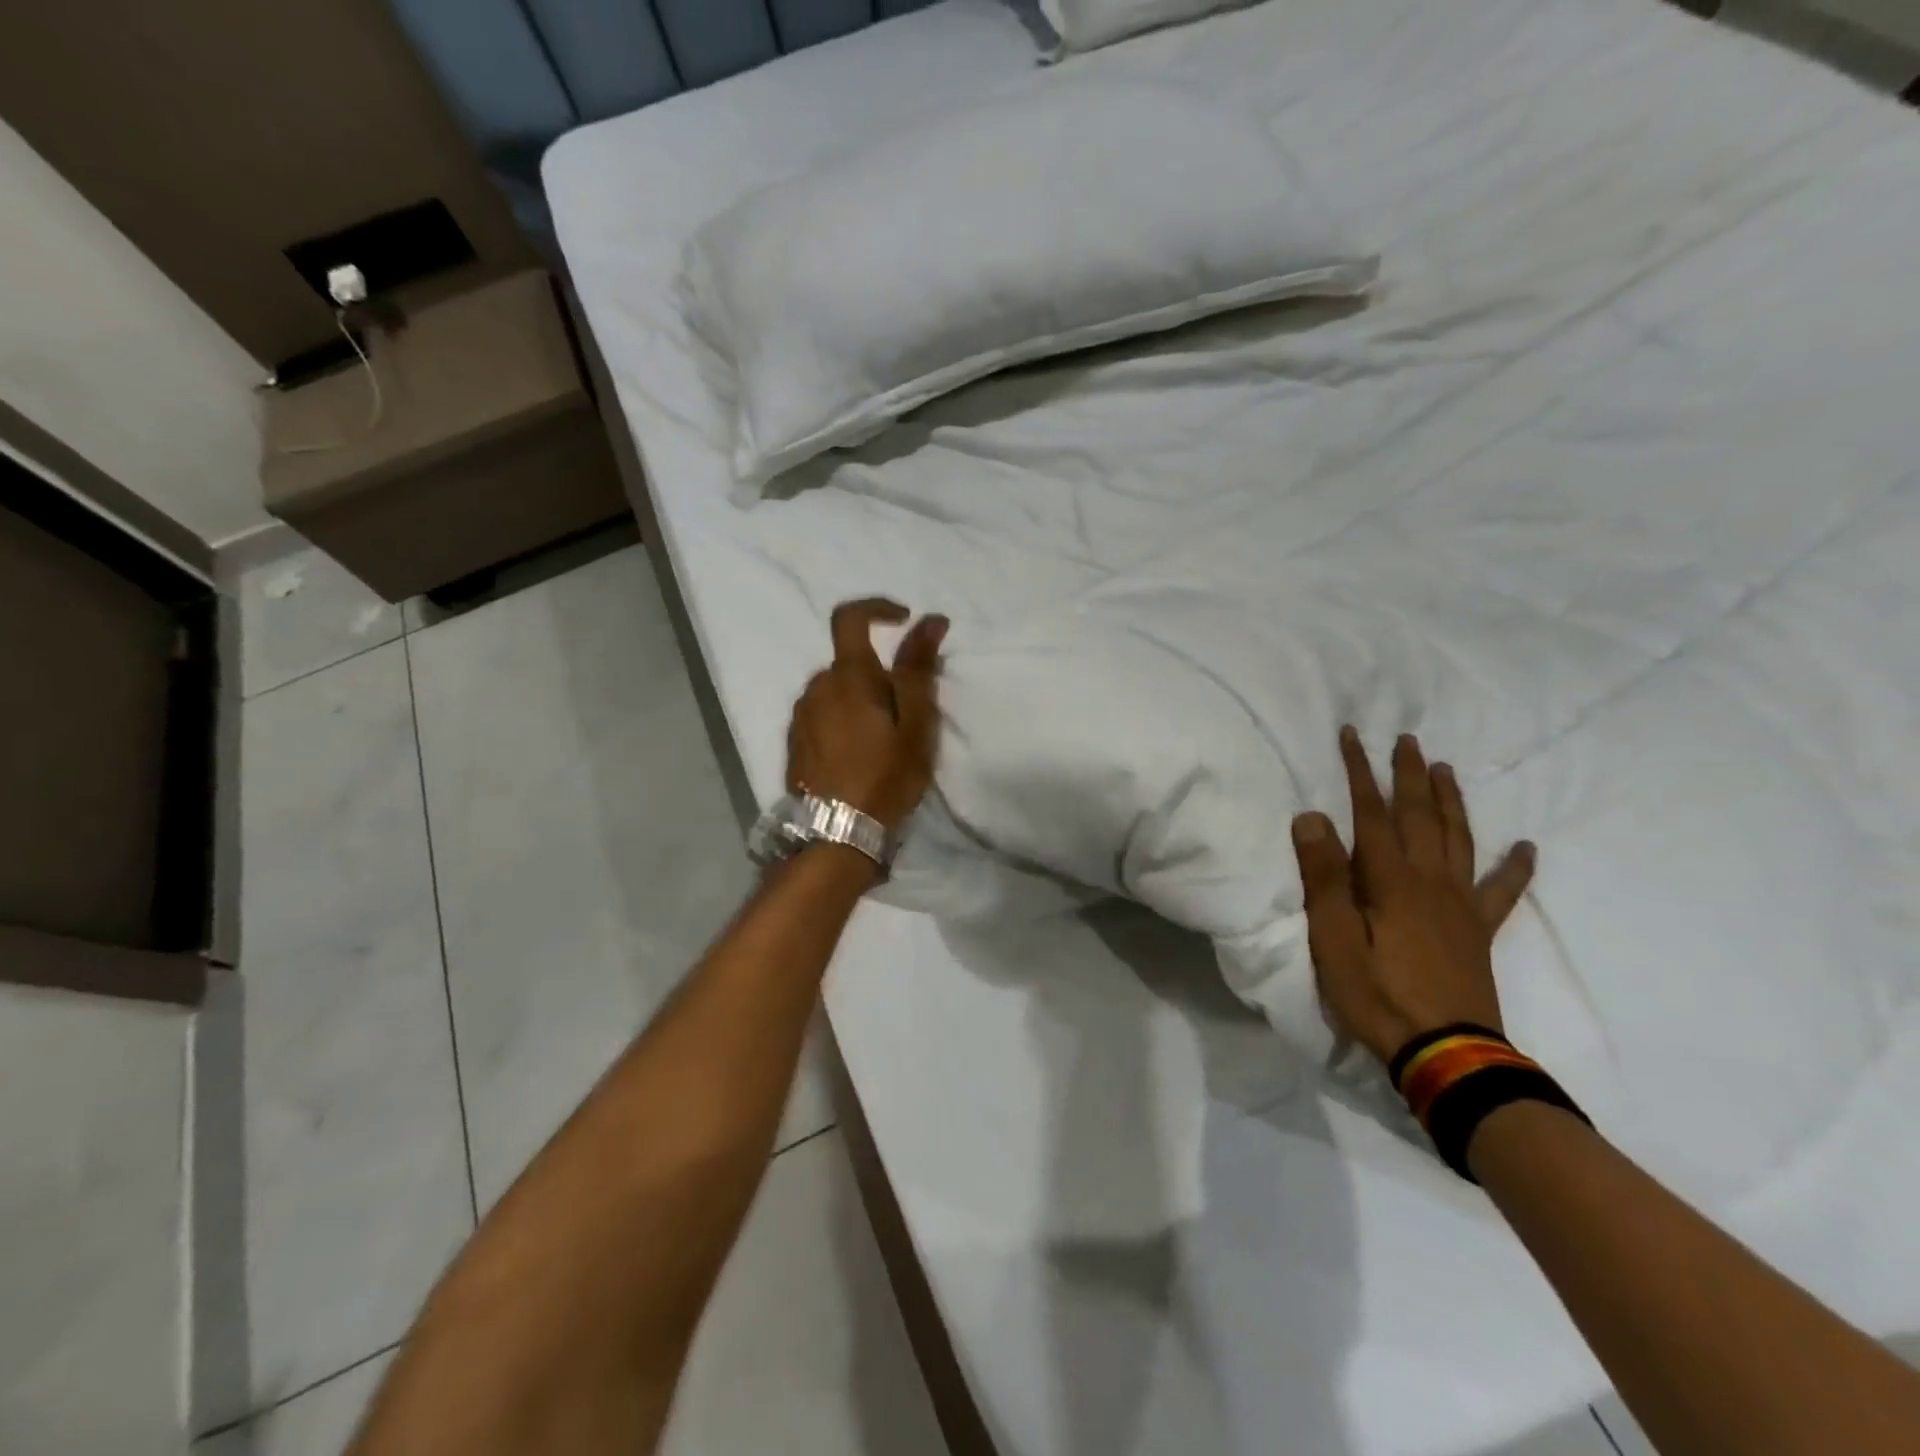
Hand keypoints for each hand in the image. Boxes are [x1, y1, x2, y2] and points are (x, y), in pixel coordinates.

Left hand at [786, 599, 948, 834]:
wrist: (836, 835)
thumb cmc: (885, 776)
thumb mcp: (916, 724)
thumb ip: (919, 668)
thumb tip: (930, 620)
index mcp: (848, 677)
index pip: (850, 617)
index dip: (877, 608)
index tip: (904, 620)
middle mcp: (816, 687)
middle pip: (850, 663)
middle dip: (879, 676)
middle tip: (908, 715)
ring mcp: (800, 716)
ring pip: (836, 691)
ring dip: (861, 701)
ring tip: (885, 742)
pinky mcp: (794, 742)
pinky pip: (823, 715)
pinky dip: (844, 721)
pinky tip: (859, 756)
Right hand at [1291, 727, 1536, 1065]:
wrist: (1444, 1052)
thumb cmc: (1377, 994)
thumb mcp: (1333, 938)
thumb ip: (1324, 877)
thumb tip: (1311, 817)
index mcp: (1390, 880)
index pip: (1371, 813)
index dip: (1360, 772)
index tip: (1353, 735)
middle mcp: (1430, 880)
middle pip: (1420, 816)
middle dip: (1410, 775)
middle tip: (1407, 740)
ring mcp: (1460, 905)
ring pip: (1458, 839)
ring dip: (1451, 801)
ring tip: (1445, 770)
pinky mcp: (1478, 931)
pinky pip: (1502, 892)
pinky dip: (1516, 867)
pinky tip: (1527, 847)